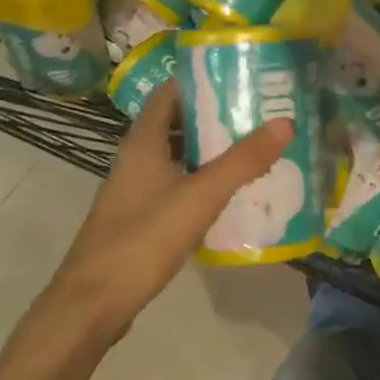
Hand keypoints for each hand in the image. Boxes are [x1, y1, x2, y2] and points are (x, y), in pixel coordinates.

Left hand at [39, 84, 291, 336]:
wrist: (94, 303)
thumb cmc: (143, 239)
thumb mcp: (200, 196)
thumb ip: (242, 161)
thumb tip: (286, 123)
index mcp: (143, 143)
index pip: (169, 94)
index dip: (200, 80)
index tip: (238, 75)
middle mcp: (136, 160)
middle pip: (177, 125)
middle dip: (215, 116)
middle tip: (258, 112)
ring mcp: (136, 191)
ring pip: (178, 158)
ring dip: (210, 152)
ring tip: (254, 148)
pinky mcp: (141, 219)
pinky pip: (177, 187)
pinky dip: (203, 183)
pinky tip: (232, 195)